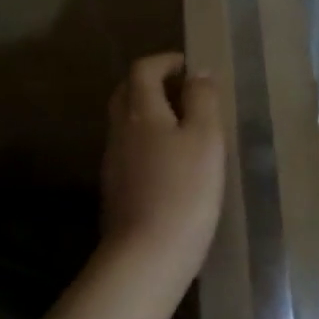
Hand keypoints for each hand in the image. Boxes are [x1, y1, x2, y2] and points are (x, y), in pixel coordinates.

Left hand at [100, 54, 225, 286]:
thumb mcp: (206, 138)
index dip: (165, 61)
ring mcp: (113, 161)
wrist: (146, 256)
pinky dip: (147, 140)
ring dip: (150, 113)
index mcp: (141, 111)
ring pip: (127, 122)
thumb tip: (197, 73)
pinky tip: (171, 161)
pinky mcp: (115, 188)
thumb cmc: (184, 190)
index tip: (189, 66)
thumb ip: (202, 100)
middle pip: (127, 93)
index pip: (143, 69)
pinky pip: (129, 149)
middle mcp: (120, 130)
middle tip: (184, 91)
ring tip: (184, 125)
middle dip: (152, 83)